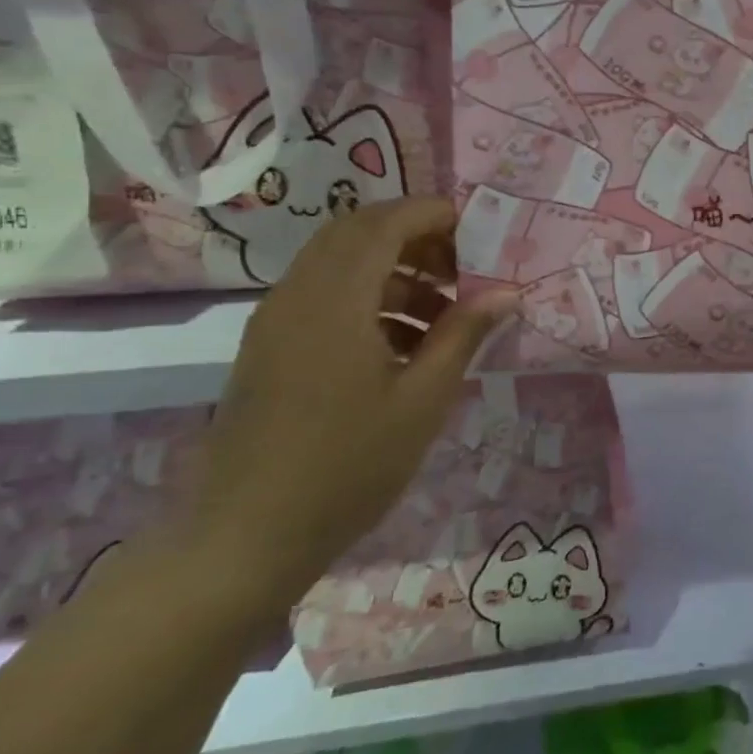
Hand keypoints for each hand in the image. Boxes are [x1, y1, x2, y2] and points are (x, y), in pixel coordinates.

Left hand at [193, 198, 516, 611]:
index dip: (433, 215)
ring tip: (444, 313)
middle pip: (357, 232)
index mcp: (334, 302)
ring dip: (395, 269)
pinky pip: (323, 294)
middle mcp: (297, 296)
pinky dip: (369, 296)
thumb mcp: (423, 400)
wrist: (245, 538)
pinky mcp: (269, 347)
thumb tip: (507, 291)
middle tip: (463, 269)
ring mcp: (276, 321)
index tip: (479, 233)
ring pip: (339, 262)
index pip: (384, 223)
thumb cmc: (347, 468)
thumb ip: (464, 334)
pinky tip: (404, 344)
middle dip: (416, 237)